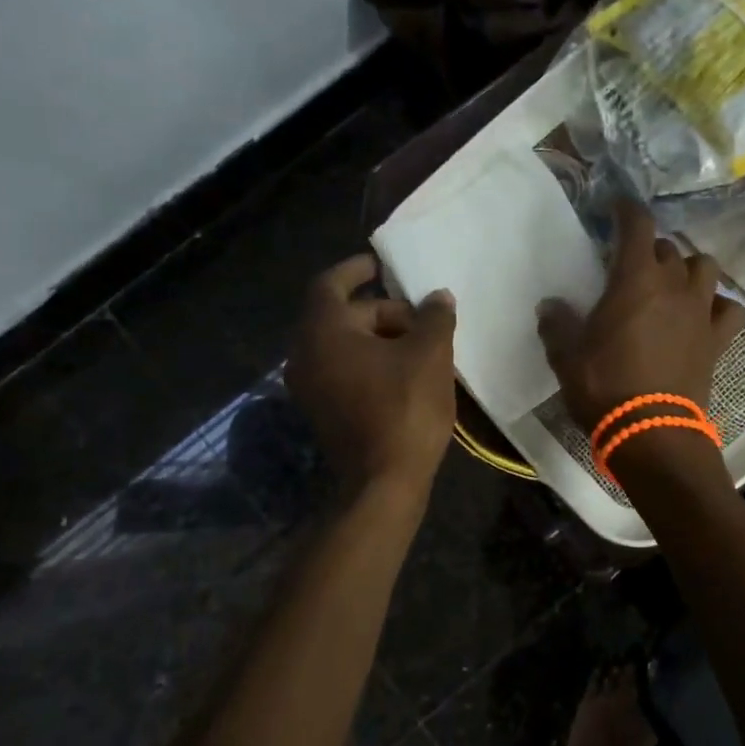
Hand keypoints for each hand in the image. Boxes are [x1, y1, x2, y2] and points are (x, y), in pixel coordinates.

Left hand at [286, 254, 457, 494]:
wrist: (384, 481)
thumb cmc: (404, 408)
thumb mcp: (430, 354)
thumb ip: (435, 317)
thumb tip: (438, 297)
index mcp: (323, 332)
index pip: (330, 284)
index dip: (355, 269)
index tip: (380, 264)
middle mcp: (305, 355)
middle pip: (342, 316)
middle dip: (382, 311)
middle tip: (422, 317)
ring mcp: (310, 386)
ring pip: (344, 345)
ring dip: (379, 337)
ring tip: (421, 343)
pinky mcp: (322, 410)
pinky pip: (343, 369)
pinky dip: (370, 360)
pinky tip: (406, 370)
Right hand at [536, 201, 744, 431]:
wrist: (651, 432)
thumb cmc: (604, 386)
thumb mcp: (566, 355)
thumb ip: (557, 323)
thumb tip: (550, 305)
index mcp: (635, 280)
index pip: (637, 225)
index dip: (627, 209)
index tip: (617, 205)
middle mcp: (674, 285)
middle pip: (667, 247)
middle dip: (649, 248)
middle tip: (630, 264)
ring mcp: (701, 311)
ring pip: (704, 268)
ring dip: (687, 268)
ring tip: (671, 283)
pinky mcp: (717, 339)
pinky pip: (729, 309)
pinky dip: (718, 304)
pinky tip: (704, 313)